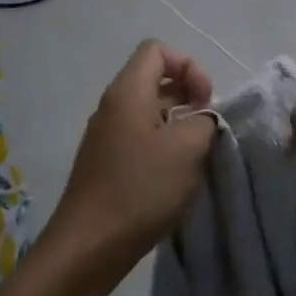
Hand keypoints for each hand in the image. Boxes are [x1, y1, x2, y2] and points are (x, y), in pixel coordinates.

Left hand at [44, 41, 217, 286]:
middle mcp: (112, 106)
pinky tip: (174, 174)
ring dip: (177, 122)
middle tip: (206, 127)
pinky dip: (162, 143)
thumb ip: (204, 121)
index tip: (206, 101)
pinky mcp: (106, 162)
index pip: (157, 50)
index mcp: (128, 92)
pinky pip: (139, 136)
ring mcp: (106, 135)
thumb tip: (201, 118)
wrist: (89, 246)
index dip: (189, 66)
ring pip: (148, 109)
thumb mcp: (188, 149)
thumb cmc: (141, 190)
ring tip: (195, 152)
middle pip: (153, 78)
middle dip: (187, 94)